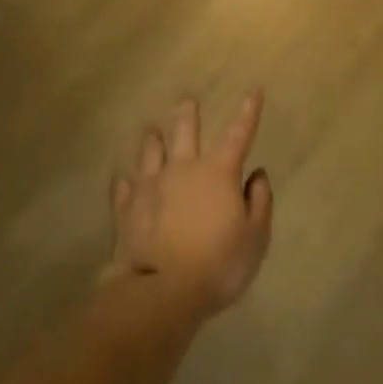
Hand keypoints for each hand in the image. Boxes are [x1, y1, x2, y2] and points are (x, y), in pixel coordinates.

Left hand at [107, 92, 272, 317]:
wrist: (163, 293)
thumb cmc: (218, 264)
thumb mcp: (255, 237)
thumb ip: (260, 202)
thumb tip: (257, 175)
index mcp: (218, 172)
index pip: (239, 133)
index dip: (249, 111)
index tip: (254, 90)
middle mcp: (184, 169)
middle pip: (185, 131)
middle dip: (188, 114)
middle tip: (187, 100)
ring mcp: (151, 186)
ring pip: (150, 152)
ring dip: (153, 140)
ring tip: (151, 130)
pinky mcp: (127, 210)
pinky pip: (124, 189)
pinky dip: (125, 183)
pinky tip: (122, 180)